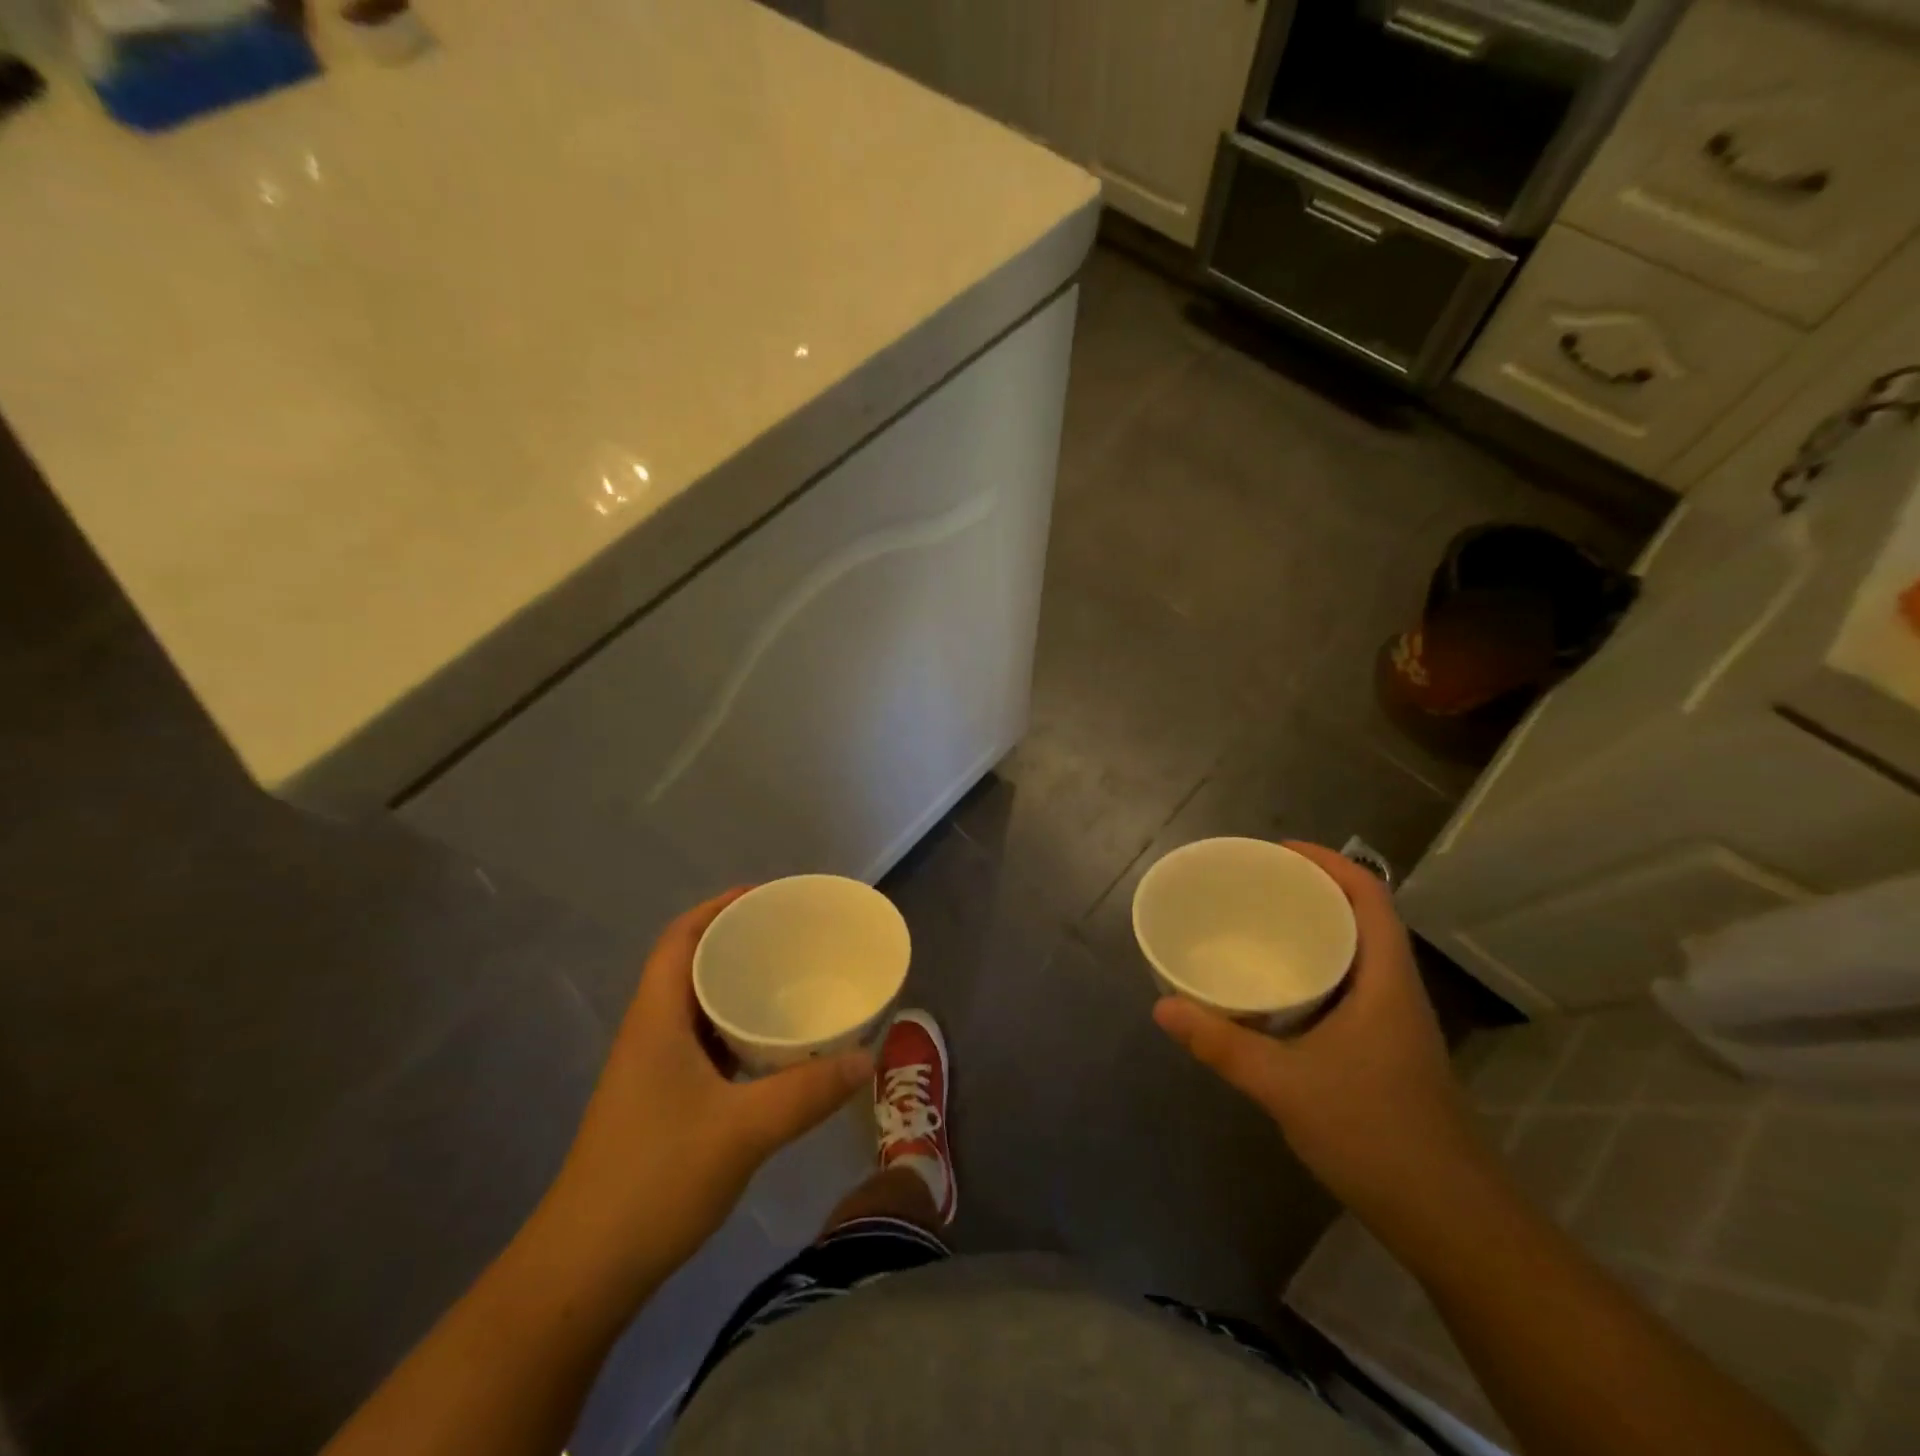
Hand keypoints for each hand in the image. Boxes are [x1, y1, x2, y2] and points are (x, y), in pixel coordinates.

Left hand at [544, 890, 872, 1286]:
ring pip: (697, 1007)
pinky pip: (704, 1044)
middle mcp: (650, 1033)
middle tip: (792, 937)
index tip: (768, 896)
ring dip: (736, 988)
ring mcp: (652, 1071)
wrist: (584, 1271)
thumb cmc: (655, 1180)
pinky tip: (772, 1047)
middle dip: (737, 942)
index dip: (719, 907)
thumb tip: (867, 1057)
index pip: (681, 938)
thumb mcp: (743, 1130)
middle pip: (690, 965)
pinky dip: (736, 1031)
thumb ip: (808, 1092)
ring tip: (789, 981)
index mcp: (657, 1019)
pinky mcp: (660, 1103)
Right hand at [1153, 842, 1486, 1219]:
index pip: (1370, 897)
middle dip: (1314, 890)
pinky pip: (1349, 986)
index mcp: (1385, 982)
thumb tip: (1161, 1006)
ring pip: (1356, 954)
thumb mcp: (1285, 1085)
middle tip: (1256, 883)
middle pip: (1362, 917)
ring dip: (1316, 929)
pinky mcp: (1386, 1051)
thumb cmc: (1376, 1137)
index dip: (1330, 862)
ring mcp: (1395, 1024)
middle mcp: (1396, 992)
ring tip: (1260, 923)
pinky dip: (1315, 969)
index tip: (1279, 850)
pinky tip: (1278, 990)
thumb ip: (1221, 1044)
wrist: (1452, 1221)